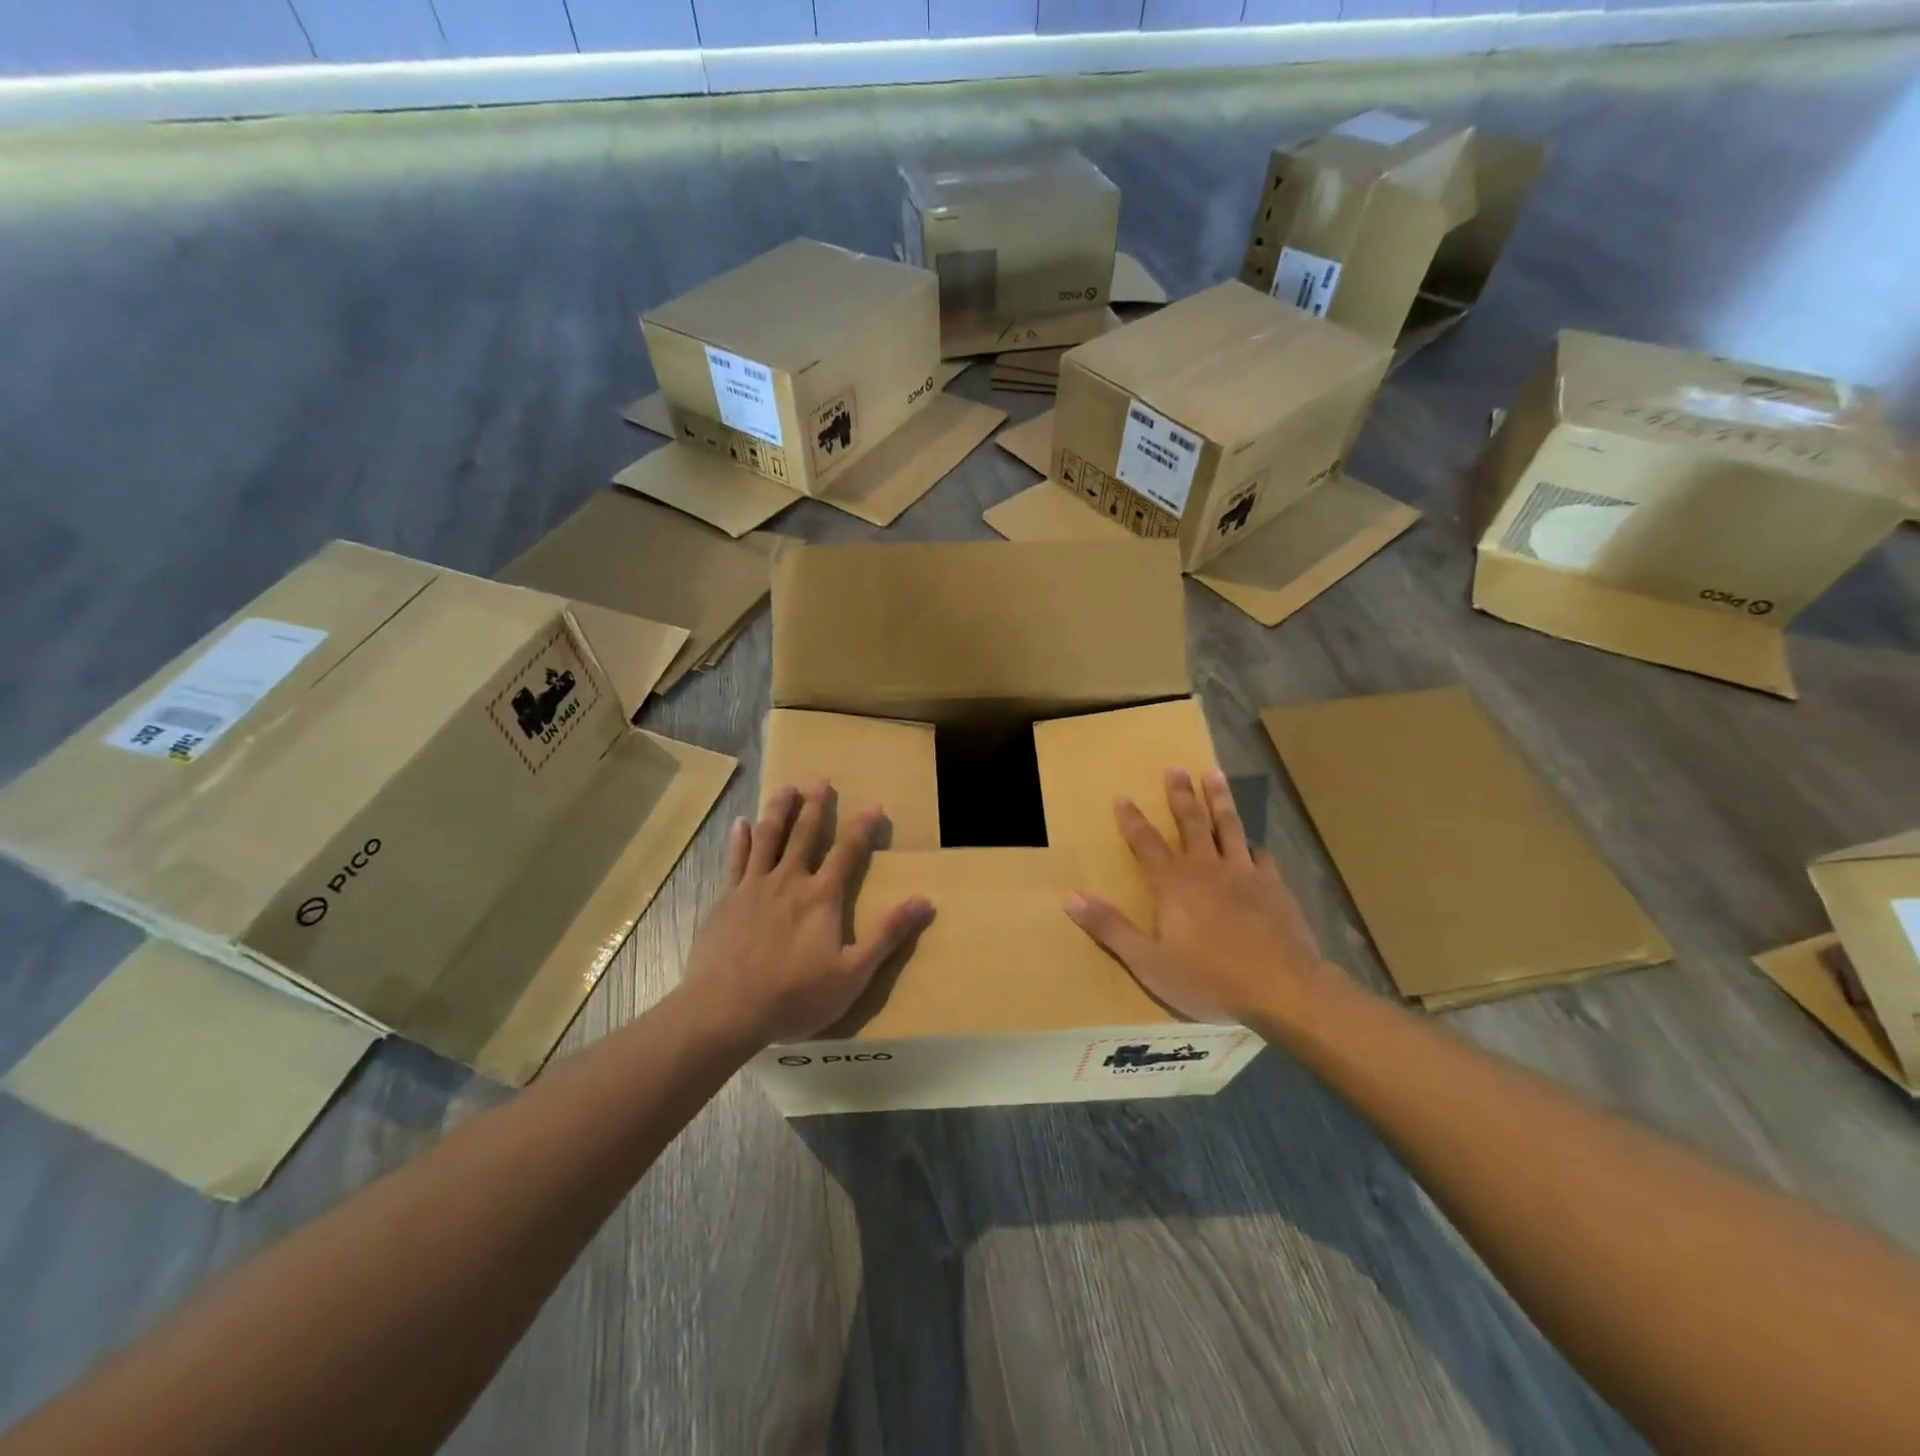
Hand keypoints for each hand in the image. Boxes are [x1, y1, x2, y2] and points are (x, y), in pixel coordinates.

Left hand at [679, 779, 933, 1047]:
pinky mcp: (726, 900)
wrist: (725, 1011)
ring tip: (785, 787)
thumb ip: (888, 934)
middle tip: (820, 779)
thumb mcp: (853, 973)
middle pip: (804, 835)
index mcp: (821, 896)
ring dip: (778, 810)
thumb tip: (925, 900)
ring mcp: (753, 887)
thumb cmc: (794, 996)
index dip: (863, 827)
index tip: (873, 804)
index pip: (848, 852)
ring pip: (768, 838)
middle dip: (815, 806)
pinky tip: (740, 823)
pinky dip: (739, 840)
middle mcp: (788, 881)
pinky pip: (734, 860)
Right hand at [1065, 767, 1338, 1026]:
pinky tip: (1253, 841)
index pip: (1146, 842)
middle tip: (1175, 768)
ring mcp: (1245, 874)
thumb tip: (1070, 897)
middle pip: (1191, 822)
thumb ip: (1110, 927)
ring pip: (1229, 827)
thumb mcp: (1148, 961)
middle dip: (1180, 794)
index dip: (1132, 819)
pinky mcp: (1275, 888)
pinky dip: (1252, 844)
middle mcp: (1208, 869)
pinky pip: (1261, 855)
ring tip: (1214, 774)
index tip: (1122, 796)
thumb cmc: (1208, 978)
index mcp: (1174, 884)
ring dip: (1220, 799)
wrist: (1282, 989)